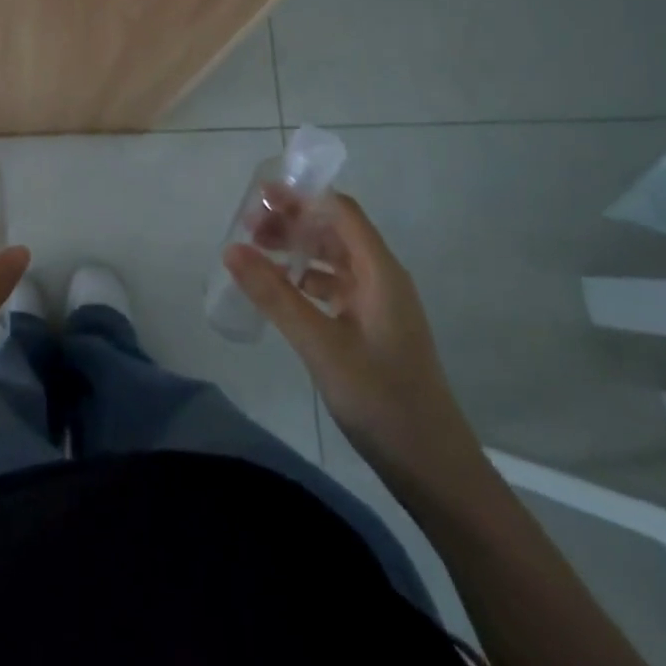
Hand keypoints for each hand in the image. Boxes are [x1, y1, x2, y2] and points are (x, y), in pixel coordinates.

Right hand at [224, 191, 481, 492]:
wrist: (434, 469)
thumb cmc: (381, 399)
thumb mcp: (320, 345)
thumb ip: (275, 295)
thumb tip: (230, 248)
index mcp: (380, 271)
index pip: (341, 212)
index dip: (302, 197)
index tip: (260, 195)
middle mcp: (382, 279)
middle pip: (336, 231)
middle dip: (294, 221)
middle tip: (248, 225)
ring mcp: (380, 305)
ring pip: (334, 260)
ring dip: (299, 250)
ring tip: (257, 252)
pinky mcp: (374, 330)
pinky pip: (336, 288)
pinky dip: (307, 280)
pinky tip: (281, 292)